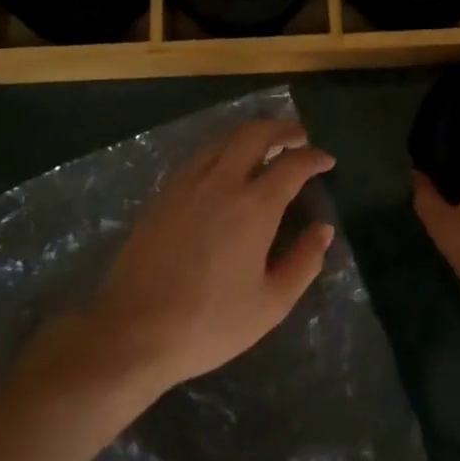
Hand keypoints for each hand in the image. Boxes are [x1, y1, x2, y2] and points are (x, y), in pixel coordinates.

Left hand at [88, 117, 335, 393]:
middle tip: (299, 137)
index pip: (292, 165)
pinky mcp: (162, 195)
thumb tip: (323, 230)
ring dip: (250, 135)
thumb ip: (304, 262)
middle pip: (254, 134)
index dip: (314, 158)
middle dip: (282, 129)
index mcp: (253, 207)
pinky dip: (222, 150)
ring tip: (266, 147)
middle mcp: (220, 183)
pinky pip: (199, 157)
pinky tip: (226, 169)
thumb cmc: (209, 323)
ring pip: (222, 140)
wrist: (133, 331)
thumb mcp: (271, 304)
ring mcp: (186, 185)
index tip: (327, 161)